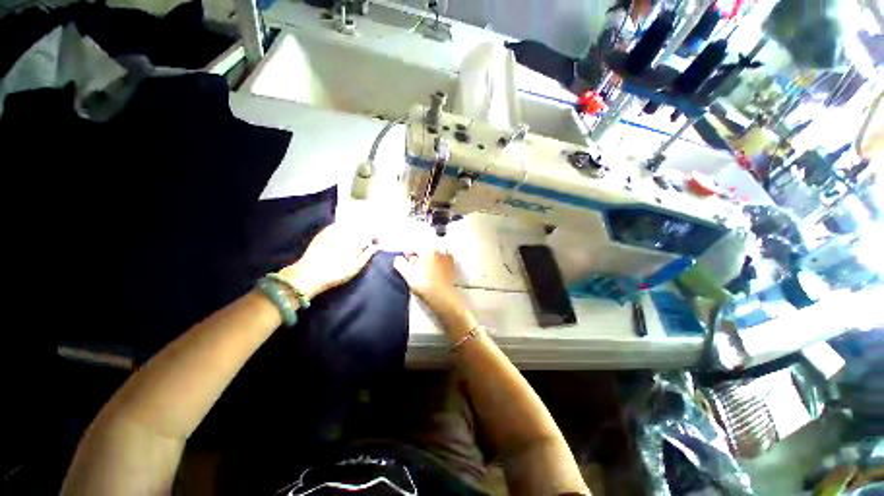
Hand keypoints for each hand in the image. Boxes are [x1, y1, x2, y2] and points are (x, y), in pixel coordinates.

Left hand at [279, 223, 377, 298]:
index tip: (378, 242)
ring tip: (358, 238)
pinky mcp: (324, 232)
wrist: (308, 275)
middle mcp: (345, 232)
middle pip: (361, 226)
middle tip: (369, 240)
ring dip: (357, 229)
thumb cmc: (336, 274)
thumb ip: (368, 254)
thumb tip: (377, 246)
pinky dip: (345, 228)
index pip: (371, 232)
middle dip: (367, 232)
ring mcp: (334, 230)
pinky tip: (345, 235)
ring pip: (350, 225)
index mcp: (355, 240)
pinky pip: (339, 225)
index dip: (376, 236)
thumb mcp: (355, 267)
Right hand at [394, 249, 476, 335]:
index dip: (406, 255)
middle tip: (412, 269)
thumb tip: (398, 259)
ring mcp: (448, 259)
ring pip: (432, 257)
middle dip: (417, 259)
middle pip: (424, 252)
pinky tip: (430, 277)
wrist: (443, 298)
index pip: (414, 247)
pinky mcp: (451, 268)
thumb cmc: (426, 285)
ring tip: (421, 274)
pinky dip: (434, 267)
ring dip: (426, 263)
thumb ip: (399, 263)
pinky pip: (439, 264)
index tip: (403, 262)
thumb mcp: (407, 274)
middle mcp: (440, 251)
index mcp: (429, 249)